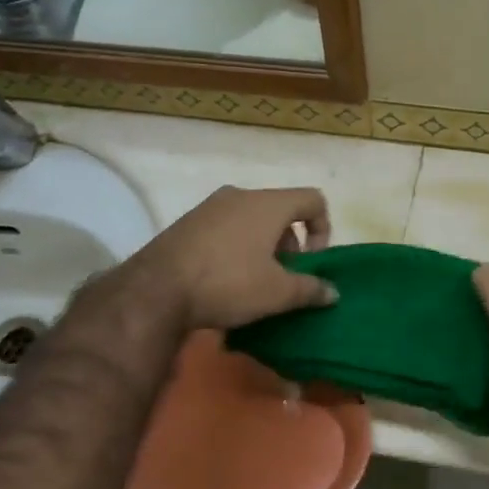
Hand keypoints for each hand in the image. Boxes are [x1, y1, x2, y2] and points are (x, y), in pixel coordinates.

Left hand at [133, 186, 337, 330]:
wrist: (155, 289)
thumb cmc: (228, 283)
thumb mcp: (277, 293)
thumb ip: (310, 289)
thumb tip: (333, 292)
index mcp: (268, 204)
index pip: (313, 199)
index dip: (322, 229)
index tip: (311, 262)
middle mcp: (240, 195)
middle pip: (281, 210)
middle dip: (290, 243)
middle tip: (284, 276)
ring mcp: (210, 207)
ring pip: (251, 219)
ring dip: (263, 246)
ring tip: (255, 281)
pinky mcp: (187, 222)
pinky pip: (226, 228)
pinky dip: (236, 247)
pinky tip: (225, 279)